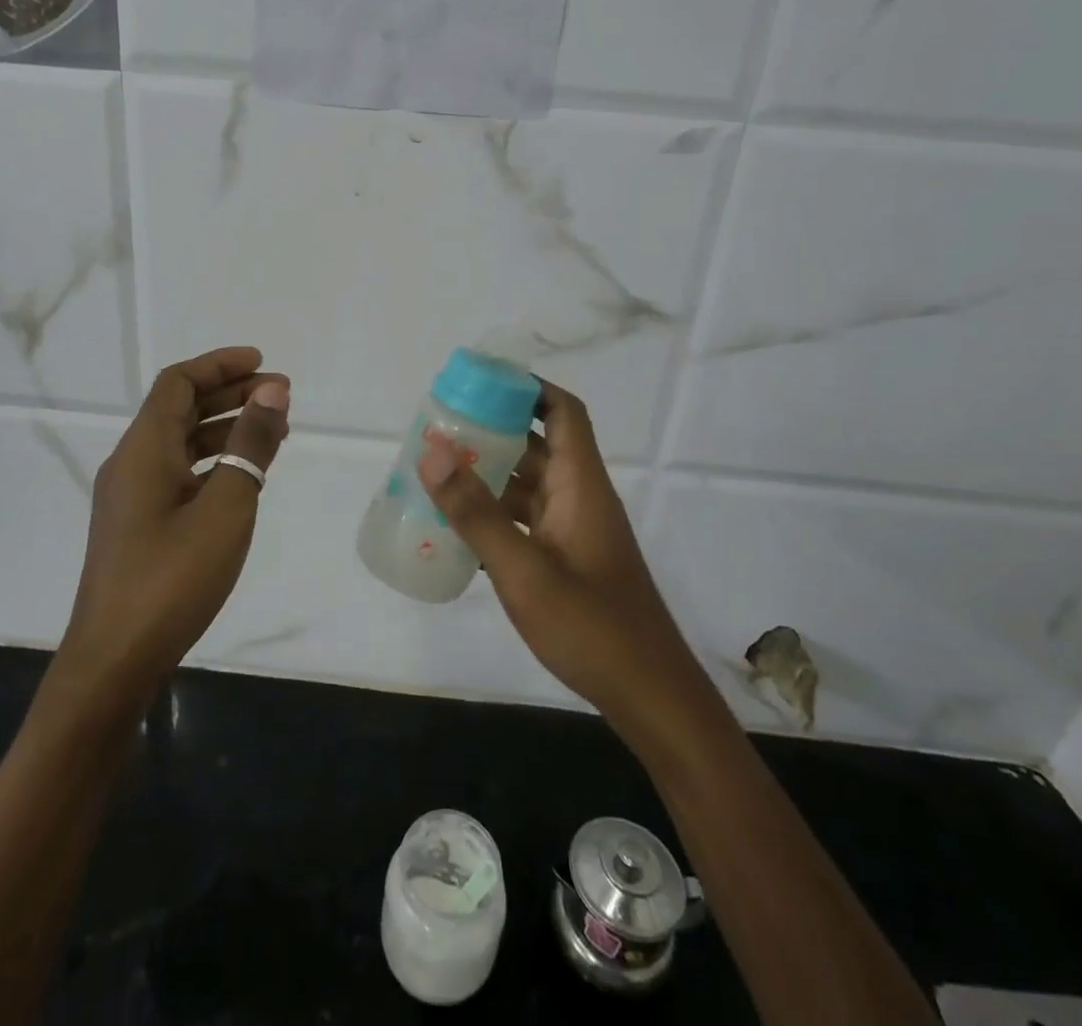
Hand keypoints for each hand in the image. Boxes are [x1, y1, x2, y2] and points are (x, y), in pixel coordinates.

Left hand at [53, 347, 289, 707]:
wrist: (115, 661)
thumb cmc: (173, 578)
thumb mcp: (227, 507)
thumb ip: (250, 445)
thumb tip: (272, 392)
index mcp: (144, 449)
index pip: (179, 382)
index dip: (220, 365)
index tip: (263, 364)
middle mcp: (132, 463)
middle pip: (180, 408)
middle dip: (230, 394)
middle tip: (281, 397)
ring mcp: (131, 496)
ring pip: (181, 442)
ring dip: (225, 428)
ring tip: (274, 433)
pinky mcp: (137, 525)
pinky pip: (178, 472)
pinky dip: (213, 461)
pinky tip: (243, 477)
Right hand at [417, 380, 696, 739]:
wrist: (649, 698)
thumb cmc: (592, 627)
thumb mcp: (524, 570)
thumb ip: (476, 512)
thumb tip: (432, 450)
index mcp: (580, 484)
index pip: (562, 412)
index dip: (528, 387)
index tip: (480, 383)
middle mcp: (578, 497)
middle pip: (537, 444)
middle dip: (491, 431)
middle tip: (439, 428)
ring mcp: (573, 531)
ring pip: (527, 485)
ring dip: (488, 475)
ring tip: (435, 472)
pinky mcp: (566, 561)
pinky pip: (524, 521)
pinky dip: (494, 515)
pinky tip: (455, 528)